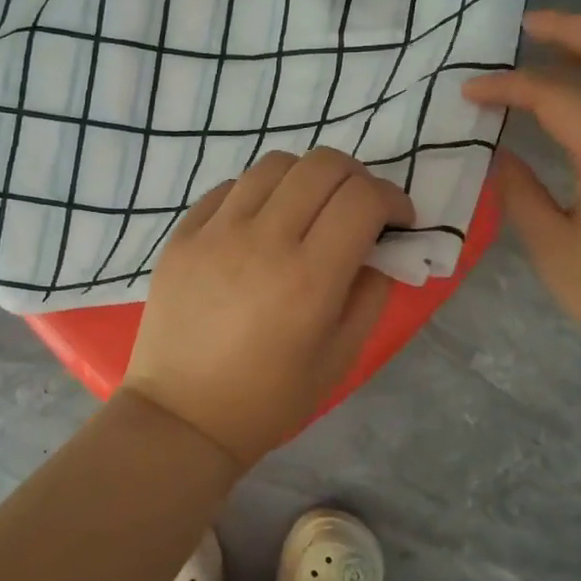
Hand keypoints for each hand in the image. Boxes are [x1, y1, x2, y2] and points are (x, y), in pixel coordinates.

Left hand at [123, 148, 416, 467]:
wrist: (182, 416)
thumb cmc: (269, 398)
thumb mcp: (341, 358)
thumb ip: (371, 294)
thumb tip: (379, 249)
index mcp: (309, 277)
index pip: (363, 198)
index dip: (393, 198)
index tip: (397, 220)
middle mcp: (263, 240)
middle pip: (322, 164)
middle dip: (356, 177)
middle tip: (358, 209)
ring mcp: (216, 232)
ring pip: (275, 164)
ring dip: (307, 178)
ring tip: (308, 211)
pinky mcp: (183, 234)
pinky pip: (230, 186)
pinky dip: (260, 192)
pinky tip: (261, 224)